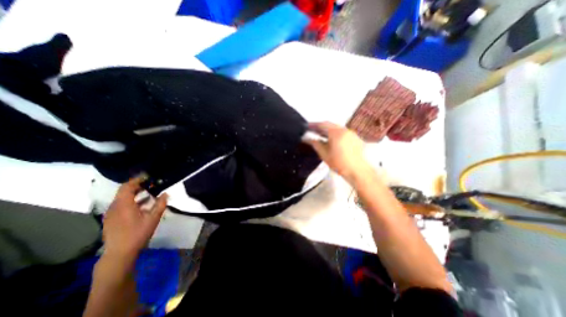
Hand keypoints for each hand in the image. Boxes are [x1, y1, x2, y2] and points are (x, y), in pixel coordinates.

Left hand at [103, 178, 167, 259]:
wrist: (119, 253)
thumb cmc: (138, 233)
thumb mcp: (153, 218)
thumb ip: (160, 204)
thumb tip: (165, 194)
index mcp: (124, 205)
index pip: (127, 187)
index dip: (137, 180)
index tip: (147, 176)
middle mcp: (114, 207)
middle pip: (124, 191)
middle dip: (137, 186)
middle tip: (151, 184)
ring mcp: (111, 214)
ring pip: (122, 198)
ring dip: (135, 194)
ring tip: (149, 194)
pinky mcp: (111, 219)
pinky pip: (121, 205)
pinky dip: (132, 201)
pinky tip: (143, 206)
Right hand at [305, 123, 371, 182]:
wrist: (357, 170)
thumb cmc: (339, 163)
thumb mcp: (324, 154)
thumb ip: (315, 144)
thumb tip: (308, 139)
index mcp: (336, 133)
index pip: (322, 124)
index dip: (313, 125)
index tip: (307, 127)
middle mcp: (344, 130)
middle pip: (330, 124)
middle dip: (320, 126)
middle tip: (312, 130)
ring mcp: (351, 133)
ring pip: (336, 128)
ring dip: (328, 130)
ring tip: (320, 134)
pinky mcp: (354, 137)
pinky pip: (342, 132)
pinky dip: (335, 133)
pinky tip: (331, 139)